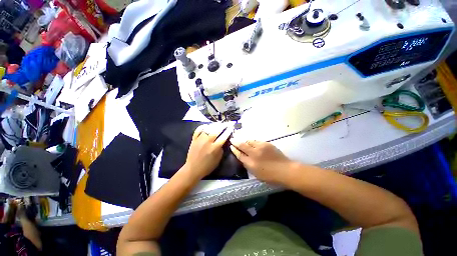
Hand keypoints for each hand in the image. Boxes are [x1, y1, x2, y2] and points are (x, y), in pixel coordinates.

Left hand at [183, 123, 232, 179]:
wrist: (193, 169)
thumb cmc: (207, 166)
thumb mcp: (218, 160)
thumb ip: (221, 149)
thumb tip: (223, 142)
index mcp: (215, 148)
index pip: (223, 137)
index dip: (228, 131)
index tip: (231, 127)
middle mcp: (208, 142)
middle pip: (216, 130)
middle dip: (223, 126)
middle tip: (226, 123)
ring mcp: (200, 139)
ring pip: (208, 128)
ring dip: (214, 125)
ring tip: (218, 124)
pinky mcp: (194, 139)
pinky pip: (198, 130)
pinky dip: (202, 126)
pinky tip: (206, 126)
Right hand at [230, 139, 293, 184]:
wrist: (285, 170)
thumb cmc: (270, 176)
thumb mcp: (256, 174)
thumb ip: (248, 165)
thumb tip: (243, 158)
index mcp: (251, 163)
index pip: (239, 155)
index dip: (234, 150)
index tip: (231, 146)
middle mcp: (254, 153)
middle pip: (242, 145)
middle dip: (236, 142)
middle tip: (232, 139)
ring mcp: (261, 147)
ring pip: (249, 141)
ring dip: (245, 141)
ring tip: (242, 140)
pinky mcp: (267, 144)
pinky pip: (257, 141)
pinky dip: (253, 142)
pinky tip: (252, 143)